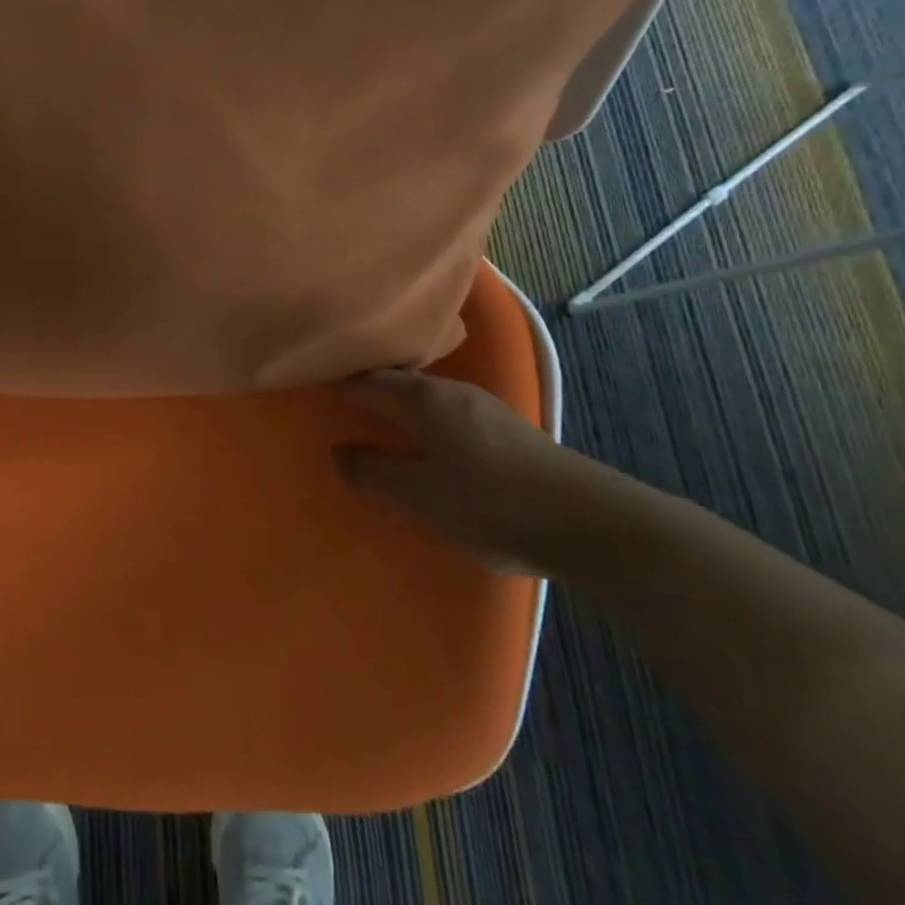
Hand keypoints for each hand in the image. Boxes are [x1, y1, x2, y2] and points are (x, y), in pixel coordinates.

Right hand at [333, 369, 626, 575]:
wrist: (593, 525)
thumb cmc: (491, 504)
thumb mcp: (420, 496)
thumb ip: (373, 473)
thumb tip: (338, 452)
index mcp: (423, 399)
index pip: (366, 379)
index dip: (337, 384)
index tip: (312, 391)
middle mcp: (451, 391)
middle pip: (397, 381)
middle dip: (367, 390)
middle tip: (338, 408)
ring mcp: (485, 407)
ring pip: (425, 396)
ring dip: (399, 406)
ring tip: (377, 426)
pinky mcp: (508, 430)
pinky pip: (448, 413)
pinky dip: (425, 421)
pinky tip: (428, 445)